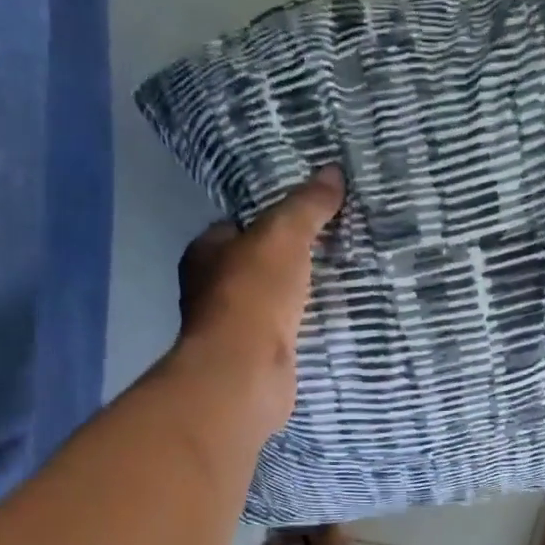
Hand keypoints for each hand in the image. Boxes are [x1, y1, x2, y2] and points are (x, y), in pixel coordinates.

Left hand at [173, 166, 344, 434]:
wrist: (246, 372)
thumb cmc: (253, 294)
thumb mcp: (283, 235)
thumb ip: (306, 205)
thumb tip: (333, 171)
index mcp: (205, 253)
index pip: (238, 227)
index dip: (270, 219)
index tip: (308, 217)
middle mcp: (210, 290)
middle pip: (255, 266)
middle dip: (287, 261)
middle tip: (332, 249)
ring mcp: (231, 329)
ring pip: (270, 302)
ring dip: (297, 297)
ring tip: (340, 282)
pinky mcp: (254, 360)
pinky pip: (284, 333)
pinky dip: (302, 328)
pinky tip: (330, 321)